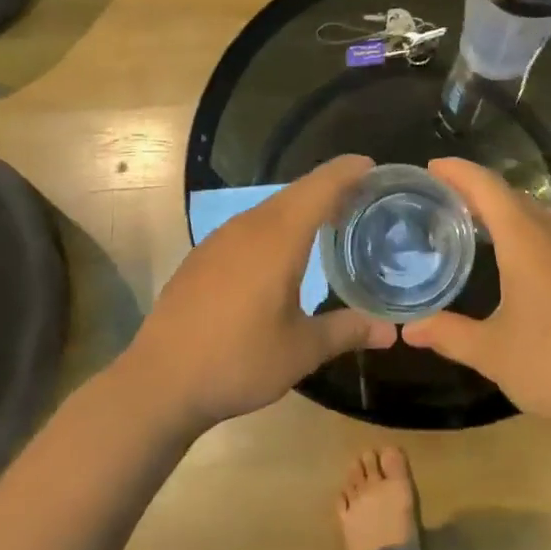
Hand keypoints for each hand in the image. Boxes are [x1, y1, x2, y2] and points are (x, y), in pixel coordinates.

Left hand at [124, 155, 395, 431]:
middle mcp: (249, 227)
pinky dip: (275, 226)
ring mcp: (220, 239)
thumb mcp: (301, 350)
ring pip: (270, 209)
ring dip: (301, 208)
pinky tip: (280, 252)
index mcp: (278, 238)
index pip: (319, 188)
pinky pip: (249, 226)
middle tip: (362, 197)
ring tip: (329, 221)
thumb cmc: (238, 361)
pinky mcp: (203, 256)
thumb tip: (391, 332)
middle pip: (296, 193)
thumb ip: (347, 332)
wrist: (159, 383)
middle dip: (329, 188)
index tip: (372, 166)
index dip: (347, 172)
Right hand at [401, 157, 550, 437]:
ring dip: (505, 213)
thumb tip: (409, 329)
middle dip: (476, 192)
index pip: (486, 185)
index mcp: (528, 238)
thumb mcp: (494, 353)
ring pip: (537, 212)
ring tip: (474, 226)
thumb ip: (448, 334)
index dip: (457, 171)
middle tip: (442, 201)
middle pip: (511, 195)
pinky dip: (529, 231)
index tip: (432, 166)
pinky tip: (518, 258)